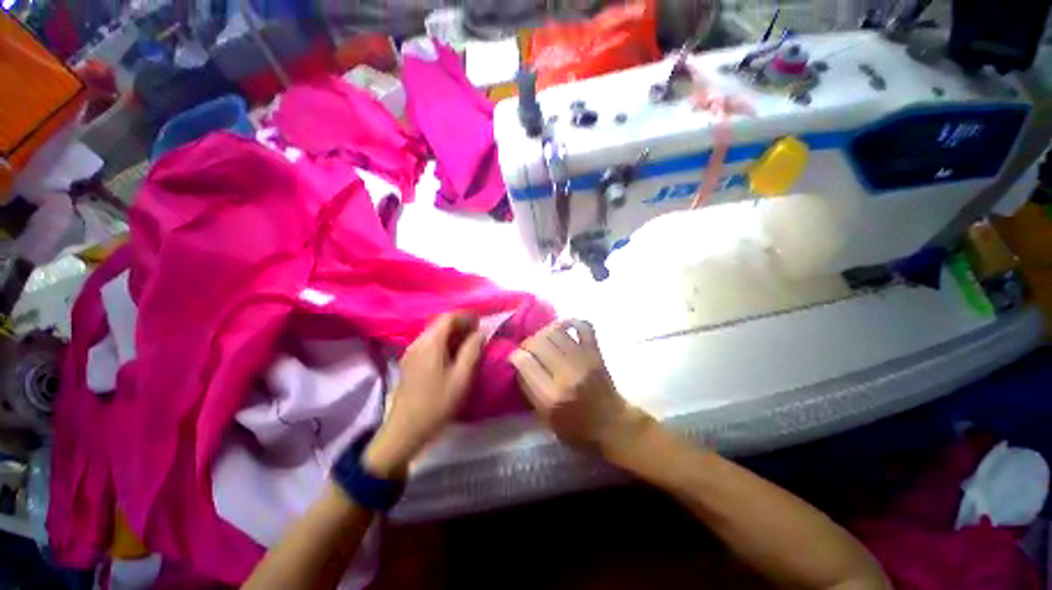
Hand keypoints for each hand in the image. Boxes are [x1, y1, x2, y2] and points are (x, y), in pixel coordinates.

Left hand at [364, 313, 483, 477]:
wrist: (406, 430)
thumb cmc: (438, 403)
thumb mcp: (462, 377)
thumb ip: (472, 350)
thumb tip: (480, 332)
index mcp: (430, 343)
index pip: (449, 317)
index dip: (467, 316)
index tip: (481, 323)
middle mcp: (418, 342)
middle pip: (440, 323)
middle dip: (460, 324)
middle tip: (477, 334)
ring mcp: (411, 352)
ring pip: (434, 334)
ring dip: (452, 334)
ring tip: (468, 344)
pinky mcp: (409, 363)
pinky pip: (429, 344)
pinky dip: (443, 343)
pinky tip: (452, 356)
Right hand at [510, 320, 649, 452]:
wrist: (612, 424)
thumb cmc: (576, 428)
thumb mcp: (545, 418)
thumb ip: (529, 389)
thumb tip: (518, 363)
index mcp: (551, 396)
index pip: (525, 362)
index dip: (516, 356)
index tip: (515, 357)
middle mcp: (566, 374)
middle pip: (538, 342)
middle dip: (528, 343)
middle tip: (528, 349)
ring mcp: (583, 360)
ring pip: (556, 331)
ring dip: (544, 332)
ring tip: (543, 340)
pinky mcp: (595, 352)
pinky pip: (583, 326)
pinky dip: (571, 322)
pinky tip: (563, 327)